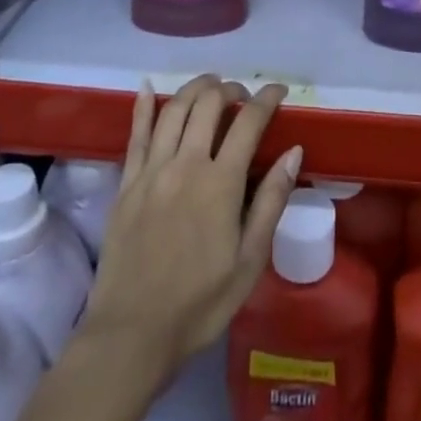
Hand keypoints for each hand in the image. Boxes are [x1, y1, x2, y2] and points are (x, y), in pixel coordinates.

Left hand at [79, 75, 300, 383]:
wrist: (131, 335)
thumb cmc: (199, 303)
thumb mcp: (249, 261)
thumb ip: (271, 201)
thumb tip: (293, 152)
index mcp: (220, 183)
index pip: (248, 122)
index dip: (267, 99)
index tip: (279, 91)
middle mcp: (185, 164)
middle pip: (208, 103)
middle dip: (231, 89)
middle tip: (243, 96)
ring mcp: (151, 170)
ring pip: (173, 109)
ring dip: (195, 88)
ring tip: (211, 85)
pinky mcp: (126, 183)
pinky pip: (135, 133)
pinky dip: (143, 105)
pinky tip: (147, 86)